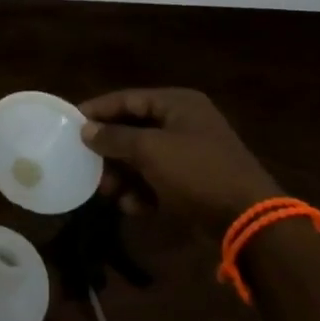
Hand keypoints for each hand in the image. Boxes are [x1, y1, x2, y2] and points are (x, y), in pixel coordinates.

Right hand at [79, 88, 280, 224]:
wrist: (248, 221)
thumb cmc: (196, 172)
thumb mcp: (150, 150)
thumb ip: (115, 137)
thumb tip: (85, 130)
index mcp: (178, 104)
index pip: (128, 99)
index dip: (99, 110)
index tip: (71, 122)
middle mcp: (184, 123)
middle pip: (134, 129)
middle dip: (110, 149)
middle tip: (86, 164)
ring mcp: (191, 154)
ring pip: (144, 158)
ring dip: (123, 174)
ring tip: (107, 192)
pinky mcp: (194, 184)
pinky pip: (158, 181)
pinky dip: (143, 192)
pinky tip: (132, 207)